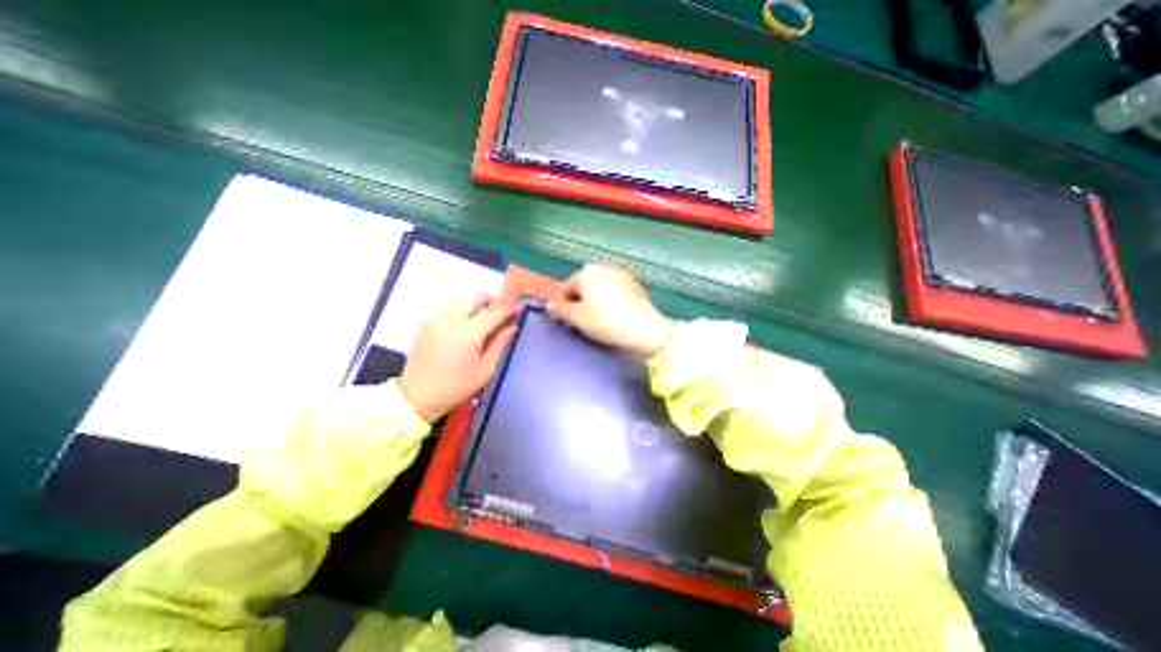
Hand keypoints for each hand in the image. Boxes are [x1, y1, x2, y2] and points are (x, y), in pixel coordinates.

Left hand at [400, 289, 515, 422]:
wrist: (417, 396)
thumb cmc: (456, 387)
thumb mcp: (485, 370)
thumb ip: (500, 344)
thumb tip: (512, 326)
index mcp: (468, 333)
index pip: (494, 310)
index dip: (509, 307)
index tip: (518, 309)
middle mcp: (451, 319)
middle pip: (475, 295)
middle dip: (491, 300)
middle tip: (499, 314)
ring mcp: (436, 319)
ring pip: (461, 299)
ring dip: (476, 305)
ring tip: (482, 322)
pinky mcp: (426, 323)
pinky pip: (449, 309)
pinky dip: (461, 312)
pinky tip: (463, 330)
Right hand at [550, 264, 677, 359]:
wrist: (644, 329)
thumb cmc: (606, 321)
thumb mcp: (577, 318)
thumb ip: (560, 310)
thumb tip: (552, 305)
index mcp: (586, 273)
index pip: (565, 289)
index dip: (561, 307)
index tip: (563, 322)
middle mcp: (603, 269)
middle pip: (582, 288)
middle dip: (578, 304)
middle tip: (580, 323)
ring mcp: (621, 276)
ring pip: (599, 290)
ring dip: (593, 303)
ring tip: (597, 322)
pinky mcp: (634, 286)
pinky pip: (614, 294)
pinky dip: (609, 303)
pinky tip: (613, 318)